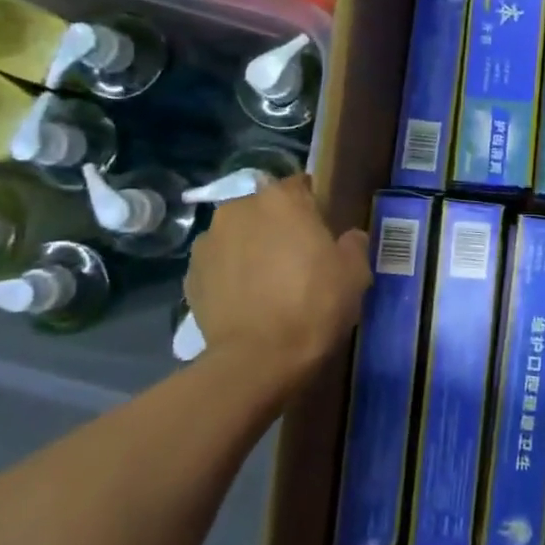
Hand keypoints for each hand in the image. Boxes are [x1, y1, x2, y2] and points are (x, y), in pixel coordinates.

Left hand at [185, 176, 369, 383]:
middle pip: (265, 209)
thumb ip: (353, 244)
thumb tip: (348, 237)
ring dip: (251, 249)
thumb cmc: (314, 304)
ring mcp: (208, 241)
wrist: (258, 358)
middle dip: (279, 227)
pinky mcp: (190, 274)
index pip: (300, 185)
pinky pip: (219, 265)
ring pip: (238, 236)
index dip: (313, 206)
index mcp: (281, 199)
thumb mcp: (355, 272)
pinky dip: (230, 275)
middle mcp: (238, 209)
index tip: (323, 230)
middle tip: (298, 258)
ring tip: (268, 282)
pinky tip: (247, 300)